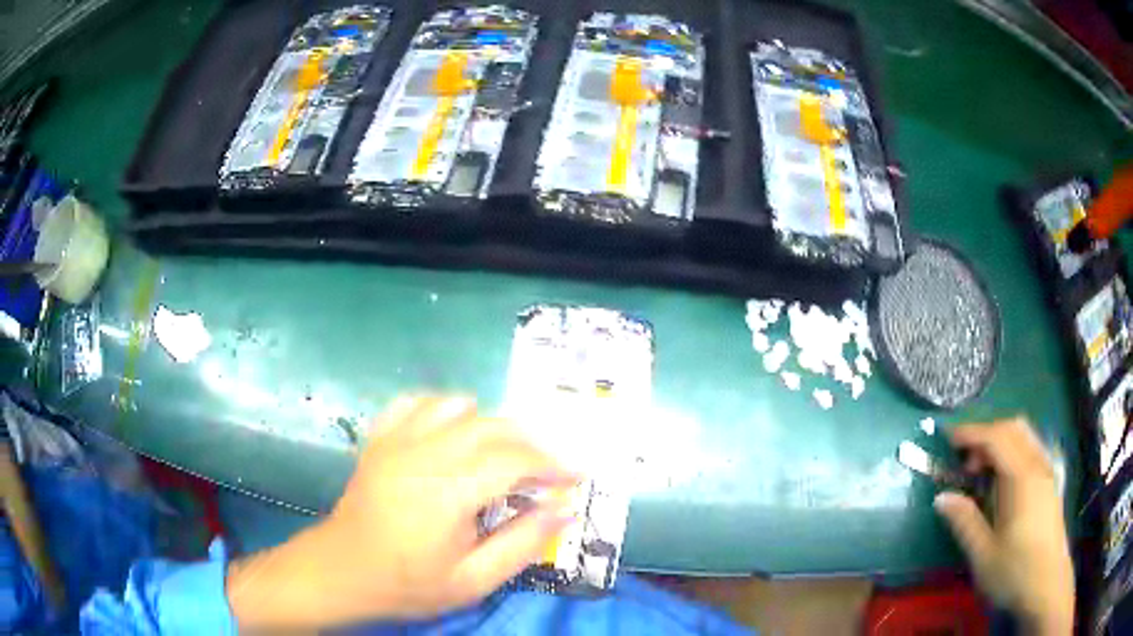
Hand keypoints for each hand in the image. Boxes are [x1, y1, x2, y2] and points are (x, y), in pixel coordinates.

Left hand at [226, 396, 577, 629]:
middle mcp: (424, 454)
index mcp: (448, 492)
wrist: (343, 571)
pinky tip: (452, 434)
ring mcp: (397, 440)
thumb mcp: (473, 581)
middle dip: (530, 443)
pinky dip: (445, 410)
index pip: (514, 460)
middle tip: (545, 471)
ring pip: (457, 405)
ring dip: (490, 424)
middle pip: (492, 425)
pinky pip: (418, 403)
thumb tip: (563, 509)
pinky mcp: (380, 438)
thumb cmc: (409, 583)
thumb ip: (522, 544)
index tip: (575, 477)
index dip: (552, 465)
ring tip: (501, 455)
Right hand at [934, 418, 1073, 634]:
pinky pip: (1031, 450)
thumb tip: (942, 498)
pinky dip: (1013, 451)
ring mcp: (1046, 472)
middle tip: (964, 458)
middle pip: (1013, 428)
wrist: (1047, 584)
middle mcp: (1037, 465)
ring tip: (981, 469)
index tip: (948, 436)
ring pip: (1025, 436)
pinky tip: (1003, 480)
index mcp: (1021, 478)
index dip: (972, 433)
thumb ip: (965, 522)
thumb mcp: (983, 555)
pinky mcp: (1049, 483)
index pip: (996, 438)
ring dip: (1001, 441)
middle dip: (986, 434)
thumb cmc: (1015, 571)